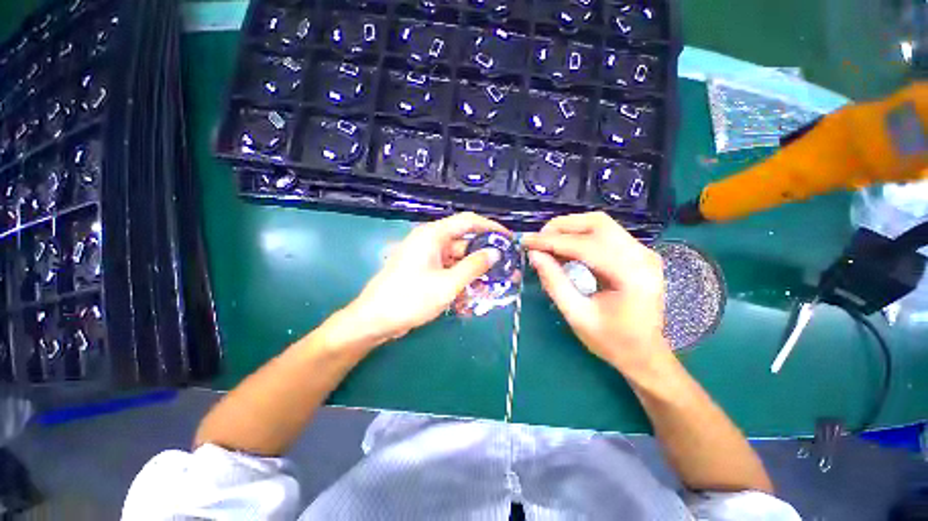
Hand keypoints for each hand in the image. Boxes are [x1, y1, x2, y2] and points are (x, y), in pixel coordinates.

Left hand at [337, 213, 507, 348]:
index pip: (468, 221)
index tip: (508, 238)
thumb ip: (473, 267)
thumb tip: (495, 252)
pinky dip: (460, 280)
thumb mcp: (447, 284)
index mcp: (433, 235)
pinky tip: (471, 294)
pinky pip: (448, 270)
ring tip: (492, 286)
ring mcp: (427, 257)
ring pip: (458, 259)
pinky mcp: (425, 271)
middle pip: (464, 242)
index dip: (490, 227)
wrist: (375, 320)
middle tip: (504, 268)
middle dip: (484, 256)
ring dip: (473, 272)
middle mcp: (430, 241)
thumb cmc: (410, 299)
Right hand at [522, 212, 670, 373]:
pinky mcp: (637, 254)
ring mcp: (643, 252)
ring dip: (570, 229)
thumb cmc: (612, 341)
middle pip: (597, 224)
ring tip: (547, 242)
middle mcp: (643, 256)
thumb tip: (534, 255)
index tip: (527, 241)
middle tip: (537, 240)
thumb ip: (554, 283)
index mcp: (632, 276)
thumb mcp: (577, 316)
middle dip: (561, 227)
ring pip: (601, 224)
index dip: (552, 242)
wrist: (645, 354)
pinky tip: (564, 247)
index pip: (586, 246)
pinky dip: (580, 236)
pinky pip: (604, 234)